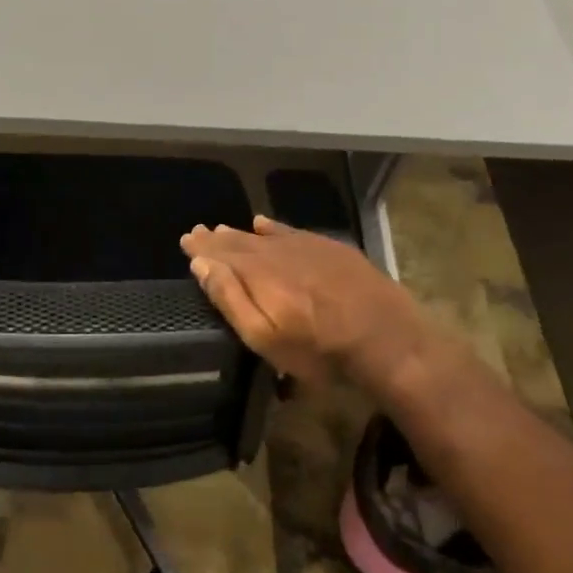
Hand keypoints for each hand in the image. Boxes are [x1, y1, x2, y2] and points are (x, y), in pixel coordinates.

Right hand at [180, 216, 447, 395]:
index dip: (202, 248)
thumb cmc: (319, 350)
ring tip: (222, 229)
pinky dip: (272, 227)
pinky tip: (262, 223)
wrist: (387, 339)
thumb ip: (231, 299)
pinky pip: (291, 231)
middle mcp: (277, 253)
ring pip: (263, 235)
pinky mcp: (330, 249)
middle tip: (197, 232)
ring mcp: (306, 247)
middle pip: (239, 242)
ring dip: (240, 233)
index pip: (221, 255)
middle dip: (216, 238)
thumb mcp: (265, 337)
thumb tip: (201, 264)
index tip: (186, 240)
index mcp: (257, 274)